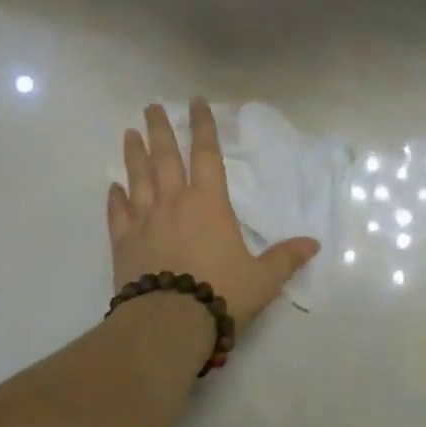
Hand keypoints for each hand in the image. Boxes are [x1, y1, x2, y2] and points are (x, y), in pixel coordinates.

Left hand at [108, 100, 319, 331]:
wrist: (168, 324)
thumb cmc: (221, 294)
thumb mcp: (262, 279)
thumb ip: (285, 258)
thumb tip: (314, 244)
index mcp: (209, 204)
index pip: (206, 155)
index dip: (203, 126)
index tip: (196, 102)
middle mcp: (173, 203)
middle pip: (164, 157)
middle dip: (160, 129)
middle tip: (151, 106)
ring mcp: (144, 221)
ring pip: (137, 178)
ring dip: (133, 154)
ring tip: (128, 133)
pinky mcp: (123, 243)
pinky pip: (117, 214)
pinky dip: (114, 198)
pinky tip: (112, 187)